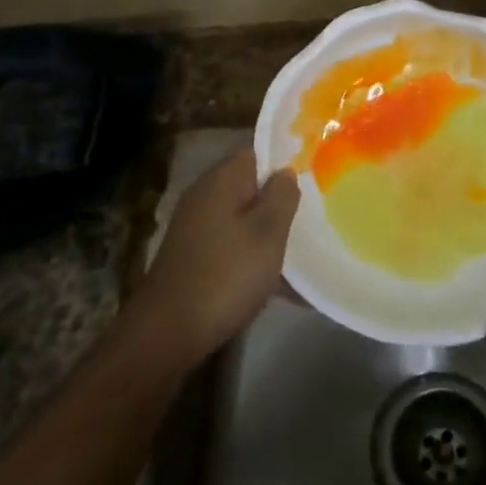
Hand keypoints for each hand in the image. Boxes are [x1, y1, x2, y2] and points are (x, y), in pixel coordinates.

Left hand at [135, 148, 299, 362]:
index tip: (316, 174)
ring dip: (272, 235)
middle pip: (252, 188)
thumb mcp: (267, 233)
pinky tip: (286, 288)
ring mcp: (198, 229)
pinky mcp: (197, 258)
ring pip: (246, 221)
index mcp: (222, 181)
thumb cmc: (225, 275)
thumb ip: (282, 197)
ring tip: (308, 253)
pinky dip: (257, 261)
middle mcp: (206, 198)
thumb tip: (285, 172)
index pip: (257, 153)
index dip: (286, 160)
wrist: (168, 332)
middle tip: (317, 215)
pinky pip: (236, 248)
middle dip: (282, 202)